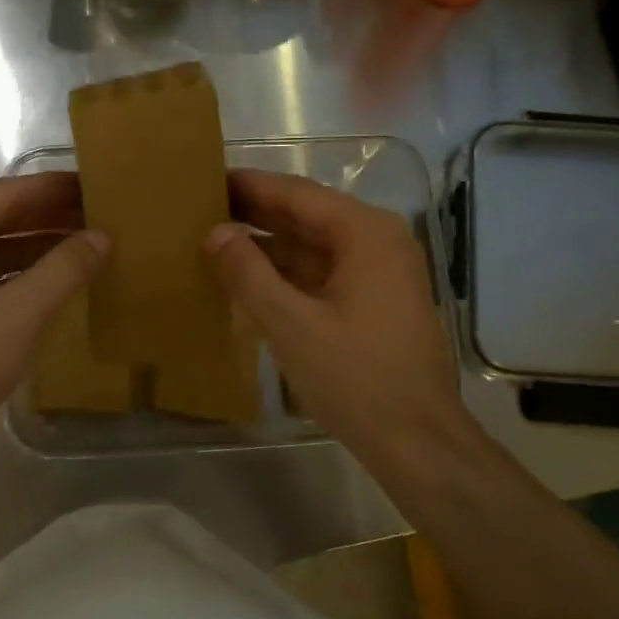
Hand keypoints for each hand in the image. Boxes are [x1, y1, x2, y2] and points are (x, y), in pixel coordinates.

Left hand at [0, 172, 107, 484]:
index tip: (98, 183)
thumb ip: (65, 268)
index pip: (7, 193)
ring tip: (88, 247)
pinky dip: (20, 278)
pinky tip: (56, 285)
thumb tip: (102, 236)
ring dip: (38, 249)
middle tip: (102, 214)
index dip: (55, 189)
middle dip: (50, 218)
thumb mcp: (21, 313)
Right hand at [206, 170, 466, 478]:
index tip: (207, 177)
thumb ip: (248, 273)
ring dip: (269, 245)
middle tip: (202, 207)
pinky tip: (251, 280)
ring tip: (216, 241)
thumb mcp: (290, 324)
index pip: (297, 194)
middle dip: (256, 213)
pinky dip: (288, 274)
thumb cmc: (355, 378)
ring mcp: (381, 274)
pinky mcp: (376, 304)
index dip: (250, 185)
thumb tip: (216, 232)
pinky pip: (324, 275)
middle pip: (308, 216)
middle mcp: (378, 242)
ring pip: (314, 247)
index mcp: (365, 234)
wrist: (416, 441)